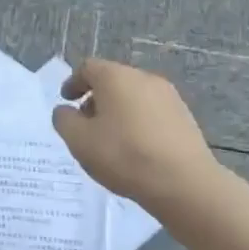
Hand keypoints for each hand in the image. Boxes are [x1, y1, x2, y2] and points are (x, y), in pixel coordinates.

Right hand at [52, 59, 226, 215]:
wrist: (184, 182)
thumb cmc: (124, 155)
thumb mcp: (79, 141)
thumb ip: (64, 120)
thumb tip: (65, 110)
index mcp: (115, 77)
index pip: (88, 68)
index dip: (73, 83)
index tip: (66, 101)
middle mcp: (143, 78)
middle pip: (113, 80)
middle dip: (96, 98)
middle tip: (86, 123)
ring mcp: (168, 96)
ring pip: (134, 96)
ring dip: (118, 110)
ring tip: (111, 139)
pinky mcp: (184, 116)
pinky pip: (152, 112)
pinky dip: (138, 121)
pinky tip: (136, 147)